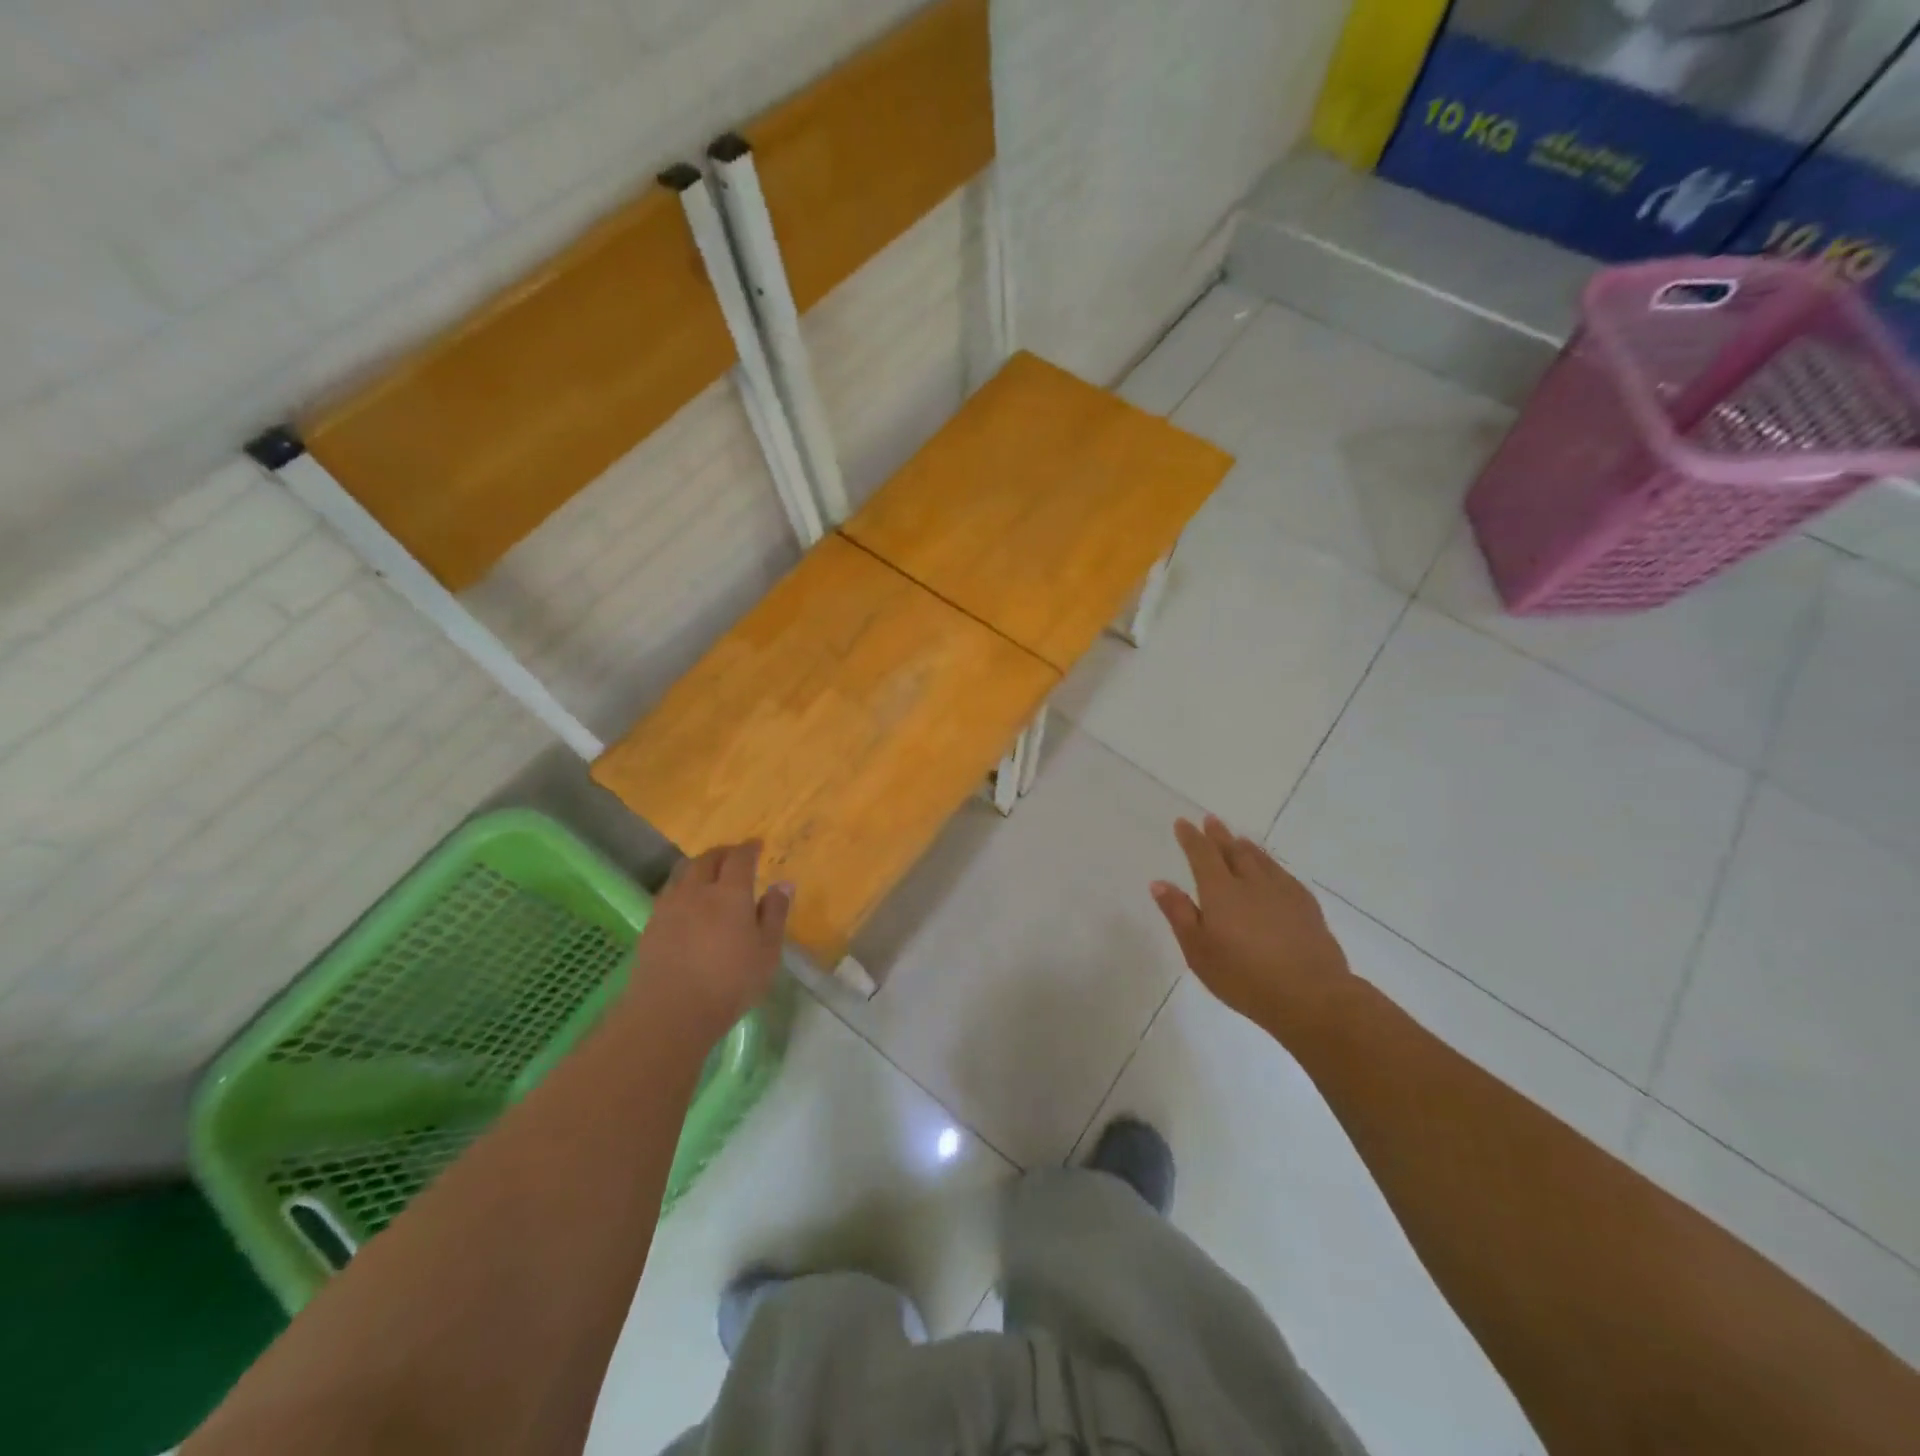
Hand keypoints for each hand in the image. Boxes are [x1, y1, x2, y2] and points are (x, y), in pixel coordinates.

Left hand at [628, 841, 789, 1041]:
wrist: (670, 1012)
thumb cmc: (730, 983)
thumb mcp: (767, 951)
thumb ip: (775, 914)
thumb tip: (783, 883)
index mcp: (730, 893)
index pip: (740, 858)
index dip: (749, 848)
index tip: (757, 845)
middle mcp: (697, 891)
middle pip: (707, 859)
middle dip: (723, 853)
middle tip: (734, 856)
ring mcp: (669, 907)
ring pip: (683, 873)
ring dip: (698, 867)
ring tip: (708, 875)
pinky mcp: (651, 926)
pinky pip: (668, 893)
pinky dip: (682, 888)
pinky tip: (687, 903)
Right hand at [1151, 816, 1351, 1032]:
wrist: (1311, 995)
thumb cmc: (1243, 976)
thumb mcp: (1198, 951)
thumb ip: (1179, 914)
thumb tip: (1160, 882)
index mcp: (1220, 891)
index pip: (1202, 854)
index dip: (1191, 838)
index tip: (1183, 823)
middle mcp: (1251, 882)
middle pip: (1233, 850)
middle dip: (1219, 835)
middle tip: (1211, 820)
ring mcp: (1282, 892)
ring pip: (1261, 860)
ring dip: (1246, 846)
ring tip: (1239, 839)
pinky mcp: (1306, 906)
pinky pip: (1283, 874)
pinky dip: (1271, 865)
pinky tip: (1273, 871)